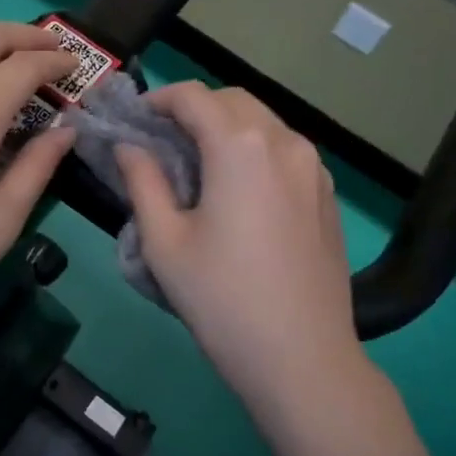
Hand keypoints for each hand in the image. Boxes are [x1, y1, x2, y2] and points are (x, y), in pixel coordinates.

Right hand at [116, 82, 361, 396]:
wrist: (303, 358)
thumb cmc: (222, 299)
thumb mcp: (165, 241)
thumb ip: (142, 181)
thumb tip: (128, 146)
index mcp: (240, 146)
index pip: (193, 96)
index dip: (158, 99)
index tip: (134, 120)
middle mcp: (284, 142)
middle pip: (233, 99)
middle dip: (194, 108)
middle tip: (162, 139)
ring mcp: (314, 167)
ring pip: (264, 122)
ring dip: (227, 127)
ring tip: (198, 164)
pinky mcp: (327, 194)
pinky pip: (286, 151)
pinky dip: (255, 150)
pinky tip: (239, 190)